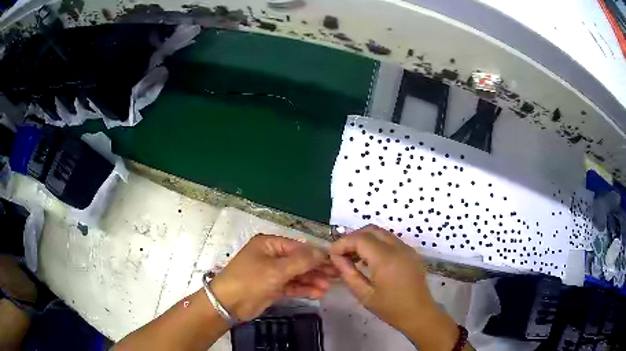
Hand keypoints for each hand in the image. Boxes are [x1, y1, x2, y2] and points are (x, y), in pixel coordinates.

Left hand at [210, 234, 336, 320]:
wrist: (228, 304)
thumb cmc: (250, 280)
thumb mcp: (276, 269)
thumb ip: (302, 261)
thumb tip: (323, 252)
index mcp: (270, 245)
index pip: (299, 247)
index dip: (317, 254)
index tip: (335, 262)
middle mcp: (271, 256)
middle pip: (299, 261)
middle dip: (317, 268)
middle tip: (337, 275)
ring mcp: (272, 273)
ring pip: (297, 275)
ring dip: (312, 280)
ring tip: (329, 287)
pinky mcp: (273, 288)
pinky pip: (292, 286)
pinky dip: (304, 289)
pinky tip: (318, 293)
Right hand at [330, 225, 459, 350]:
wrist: (419, 314)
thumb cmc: (390, 308)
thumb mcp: (364, 295)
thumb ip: (348, 273)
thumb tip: (336, 258)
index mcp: (386, 259)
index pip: (359, 239)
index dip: (342, 243)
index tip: (332, 255)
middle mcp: (398, 248)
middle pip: (371, 230)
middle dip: (353, 238)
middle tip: (341, 254)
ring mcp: (406, 248)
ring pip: (381, 233)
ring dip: (365, 239)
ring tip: (353, 257)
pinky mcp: (411, 252)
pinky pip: (390, 240)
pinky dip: (376, 243)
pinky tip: (369, 260)